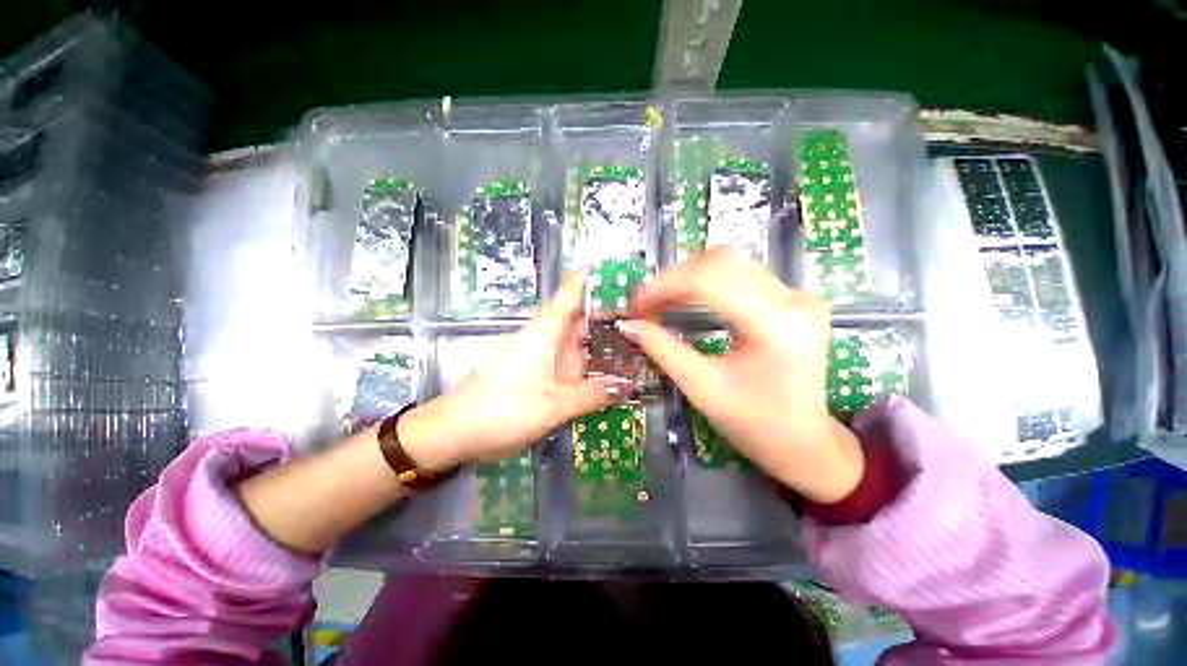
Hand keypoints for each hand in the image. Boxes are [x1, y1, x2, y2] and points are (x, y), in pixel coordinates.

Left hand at [401, 275, 631, 470]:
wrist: (454, 432)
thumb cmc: (501, 410)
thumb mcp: (553, 405)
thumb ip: (592, 394)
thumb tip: (626, 386)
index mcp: (546, 331)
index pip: (571, 293)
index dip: (597, 282)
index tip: (627, 281)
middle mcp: (545, 338)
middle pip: (581, 319)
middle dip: (611, 319)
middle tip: (647, 325)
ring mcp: (541, 356)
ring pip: (577, 343)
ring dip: (602, 346)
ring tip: (638, 348)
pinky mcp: (537, 374)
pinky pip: (568, 364)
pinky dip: (588, 367)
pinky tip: (609, 376)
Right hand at [617, 248, 862, 502]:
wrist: (803, 442)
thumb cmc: (753, 424)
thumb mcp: (701, 387)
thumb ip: (662, 350)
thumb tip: (628, 324)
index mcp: (777, 326)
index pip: (712, 281)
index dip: (666, 286)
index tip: (636, 304)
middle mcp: (795, 300)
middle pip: (722, 262)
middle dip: (675, 278)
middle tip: (647, 303)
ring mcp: (799, 296)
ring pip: (731, 264)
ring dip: (689, 278)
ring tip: (661, 301)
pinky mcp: (795, 299)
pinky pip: (742, 276)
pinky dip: (707, 284)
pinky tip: (687, 301)